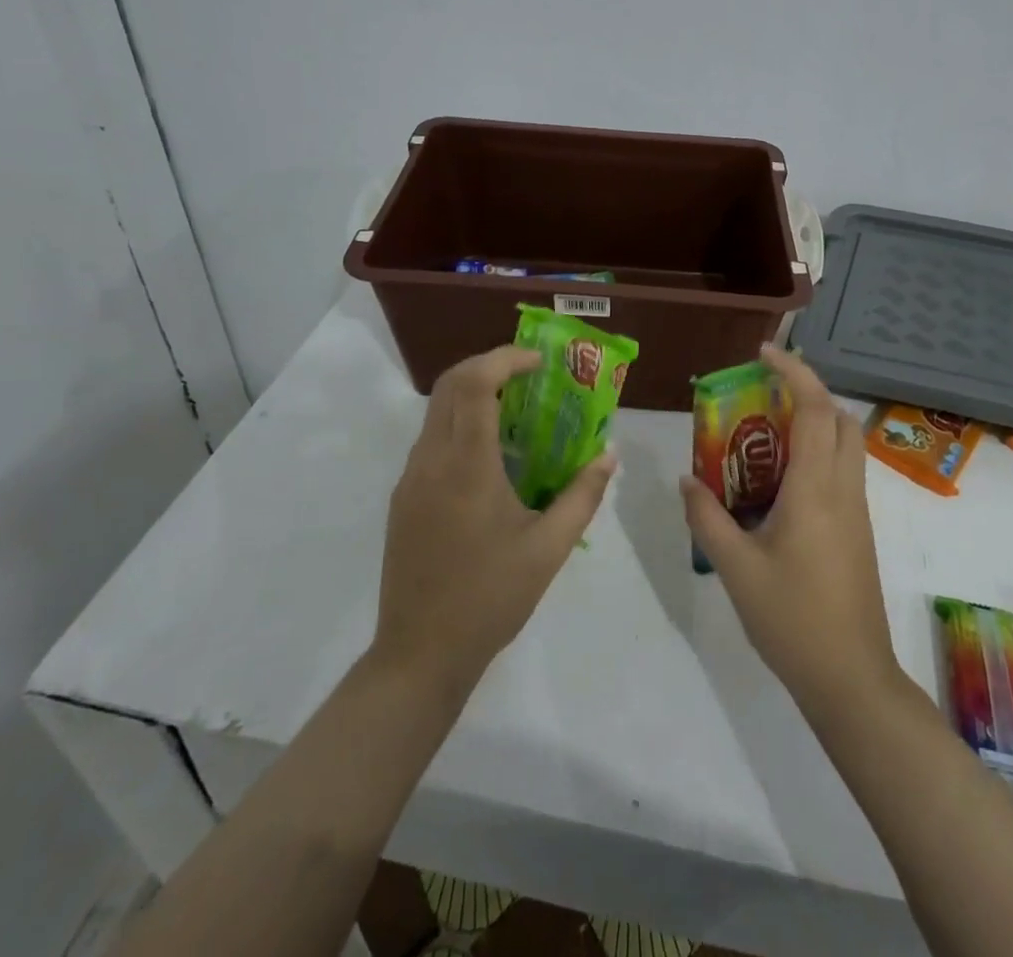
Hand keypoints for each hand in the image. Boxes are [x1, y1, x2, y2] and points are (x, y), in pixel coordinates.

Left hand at [374, 346, 615, 698]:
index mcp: (466, 467)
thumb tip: (609, 455)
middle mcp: (430, 461)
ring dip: (473, 394)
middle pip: (449, 383)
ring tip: (517, 412)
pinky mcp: (403, 498)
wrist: (419, 655)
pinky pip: (431, 440)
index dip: (505, 359)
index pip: (475, 384)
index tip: (539, 363)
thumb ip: (583, 495)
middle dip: (489, 365)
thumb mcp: (549, 549)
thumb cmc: (490, 598)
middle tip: (528, 375)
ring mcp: (410, 479)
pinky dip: (460, 424)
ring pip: (436, 410)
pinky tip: (491, 457)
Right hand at [680, 347, 901, 715]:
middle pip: (840, 418)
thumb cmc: (792, 620)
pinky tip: (779, 479)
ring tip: (765, 431)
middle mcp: (844, 490)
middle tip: (764, 393)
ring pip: (847, 444)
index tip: (763, 353)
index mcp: (816, 489)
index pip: (816, 409)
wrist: (851, 679)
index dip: (794, 371)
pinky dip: (817, 452)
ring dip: (814, 421)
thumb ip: (707, 518)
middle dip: (808, 391)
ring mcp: (857, 511)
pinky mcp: (859, 530)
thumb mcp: (736, 568)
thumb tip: (686, 479)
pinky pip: (842, 471)